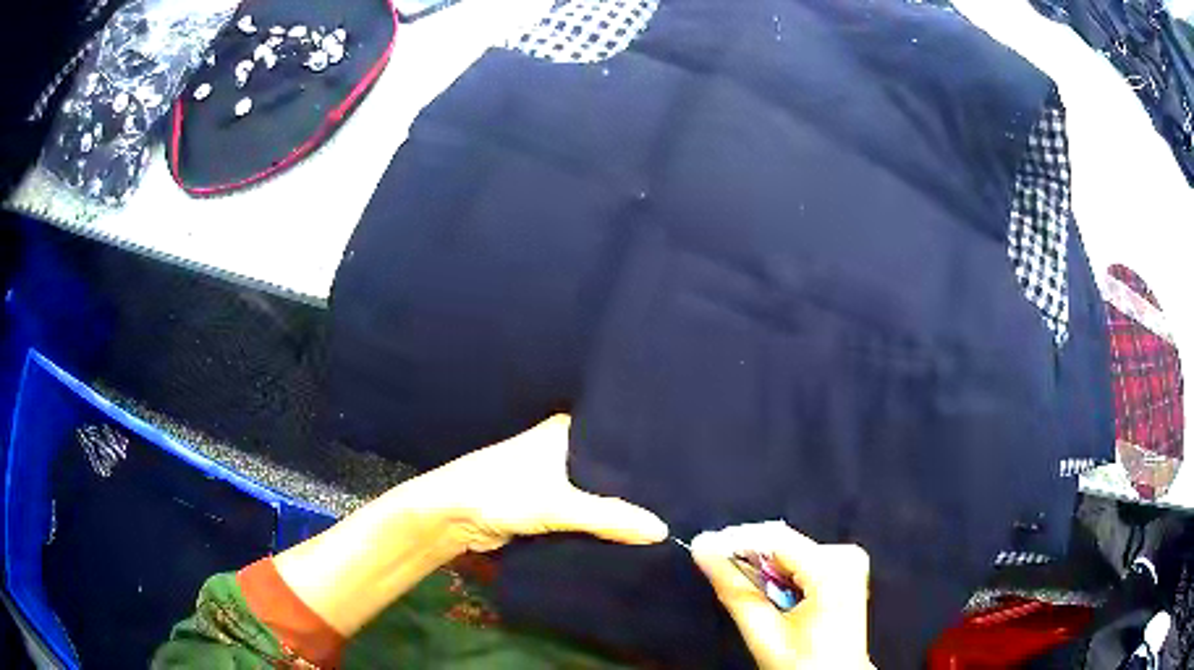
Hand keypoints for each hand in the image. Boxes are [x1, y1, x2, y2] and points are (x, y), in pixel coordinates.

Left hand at [417, 414, 668, 552]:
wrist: (452, 517)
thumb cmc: (501, 492)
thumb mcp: (558, 504)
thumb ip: (609, 517)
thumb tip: (663, 530)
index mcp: (566, 431)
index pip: (617, 436)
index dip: (647, 453)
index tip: (685, 464)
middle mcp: (563, 448)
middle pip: (609, 468)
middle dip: (637, 484)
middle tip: (682, 496)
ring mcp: (555, 478)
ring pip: (597, 491)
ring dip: (619, 505)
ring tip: (668, 513)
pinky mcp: (548, 504)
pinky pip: (585, 512)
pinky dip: (602, 521)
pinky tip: (632, 531)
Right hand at [691, 522, 872, 669]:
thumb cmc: (804, 664)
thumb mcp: (764, 633)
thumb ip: (734, 590)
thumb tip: (703, 550)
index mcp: (832, 570)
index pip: (776, 538)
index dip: (736, 541)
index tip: (702, 546)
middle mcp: (846, 556)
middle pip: (784, 543)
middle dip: (748, 557)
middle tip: (716, 570)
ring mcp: (849, 560)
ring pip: (790, 551)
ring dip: (763, 568)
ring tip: (745, 590)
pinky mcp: (846, 568)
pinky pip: (803, 559)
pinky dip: (780, 574)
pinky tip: (770, 593)